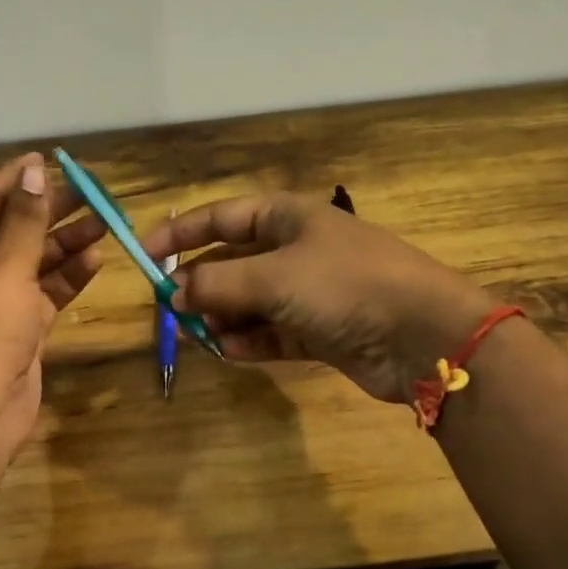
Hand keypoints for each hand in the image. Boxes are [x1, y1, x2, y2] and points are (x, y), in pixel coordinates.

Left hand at [0, 154, 105, 464]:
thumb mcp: (4, 266)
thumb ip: (25, 220)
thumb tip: (33, 171)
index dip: (19, 178)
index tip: (55, 160)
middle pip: (13, 226)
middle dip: (51, 210)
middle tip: (94, 193)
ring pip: (33, 260)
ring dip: (65, 242)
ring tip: (105, 222)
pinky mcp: (17, 327)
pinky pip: (44, 291)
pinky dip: (67, 277)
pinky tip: (95, 259)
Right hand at [142, 193, 495, 403]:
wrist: (422, 334)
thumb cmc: (344, 285)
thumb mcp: (272, 278)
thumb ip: (217, 284)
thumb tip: (174, 294)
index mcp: (288, 217)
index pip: (222, 216)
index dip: (182, 233)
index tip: (145, 255)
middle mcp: (298, 250)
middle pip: (234, 262)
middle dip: (203, 285)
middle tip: (172, 310)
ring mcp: (312, 292)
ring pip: (252, 302)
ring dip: (225, 318)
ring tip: (201, 335)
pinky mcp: (322, 331)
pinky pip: (274, 333)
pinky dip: (251, 341)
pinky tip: (231, 351)